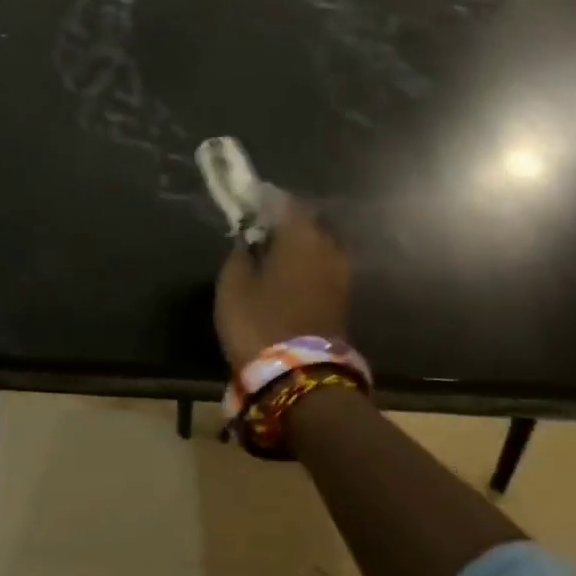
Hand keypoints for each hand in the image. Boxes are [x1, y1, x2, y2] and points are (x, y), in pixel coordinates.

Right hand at [214, 201, 350, 370]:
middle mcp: (327, 247)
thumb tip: (247, 240)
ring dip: (297, 244)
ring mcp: (340, 274)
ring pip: (317, 245)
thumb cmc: (259, 323)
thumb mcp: (233, 286)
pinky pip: (322, 266)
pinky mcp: (342, 297)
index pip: (284, 202)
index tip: (248, 201)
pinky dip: (306, 264)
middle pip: (307, 221)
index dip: (265, 199)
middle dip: (284, 221)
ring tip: (272, 253)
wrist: (301, 377)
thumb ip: (240, 254)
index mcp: (300, 236)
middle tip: (259, 227)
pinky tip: (287, 274)